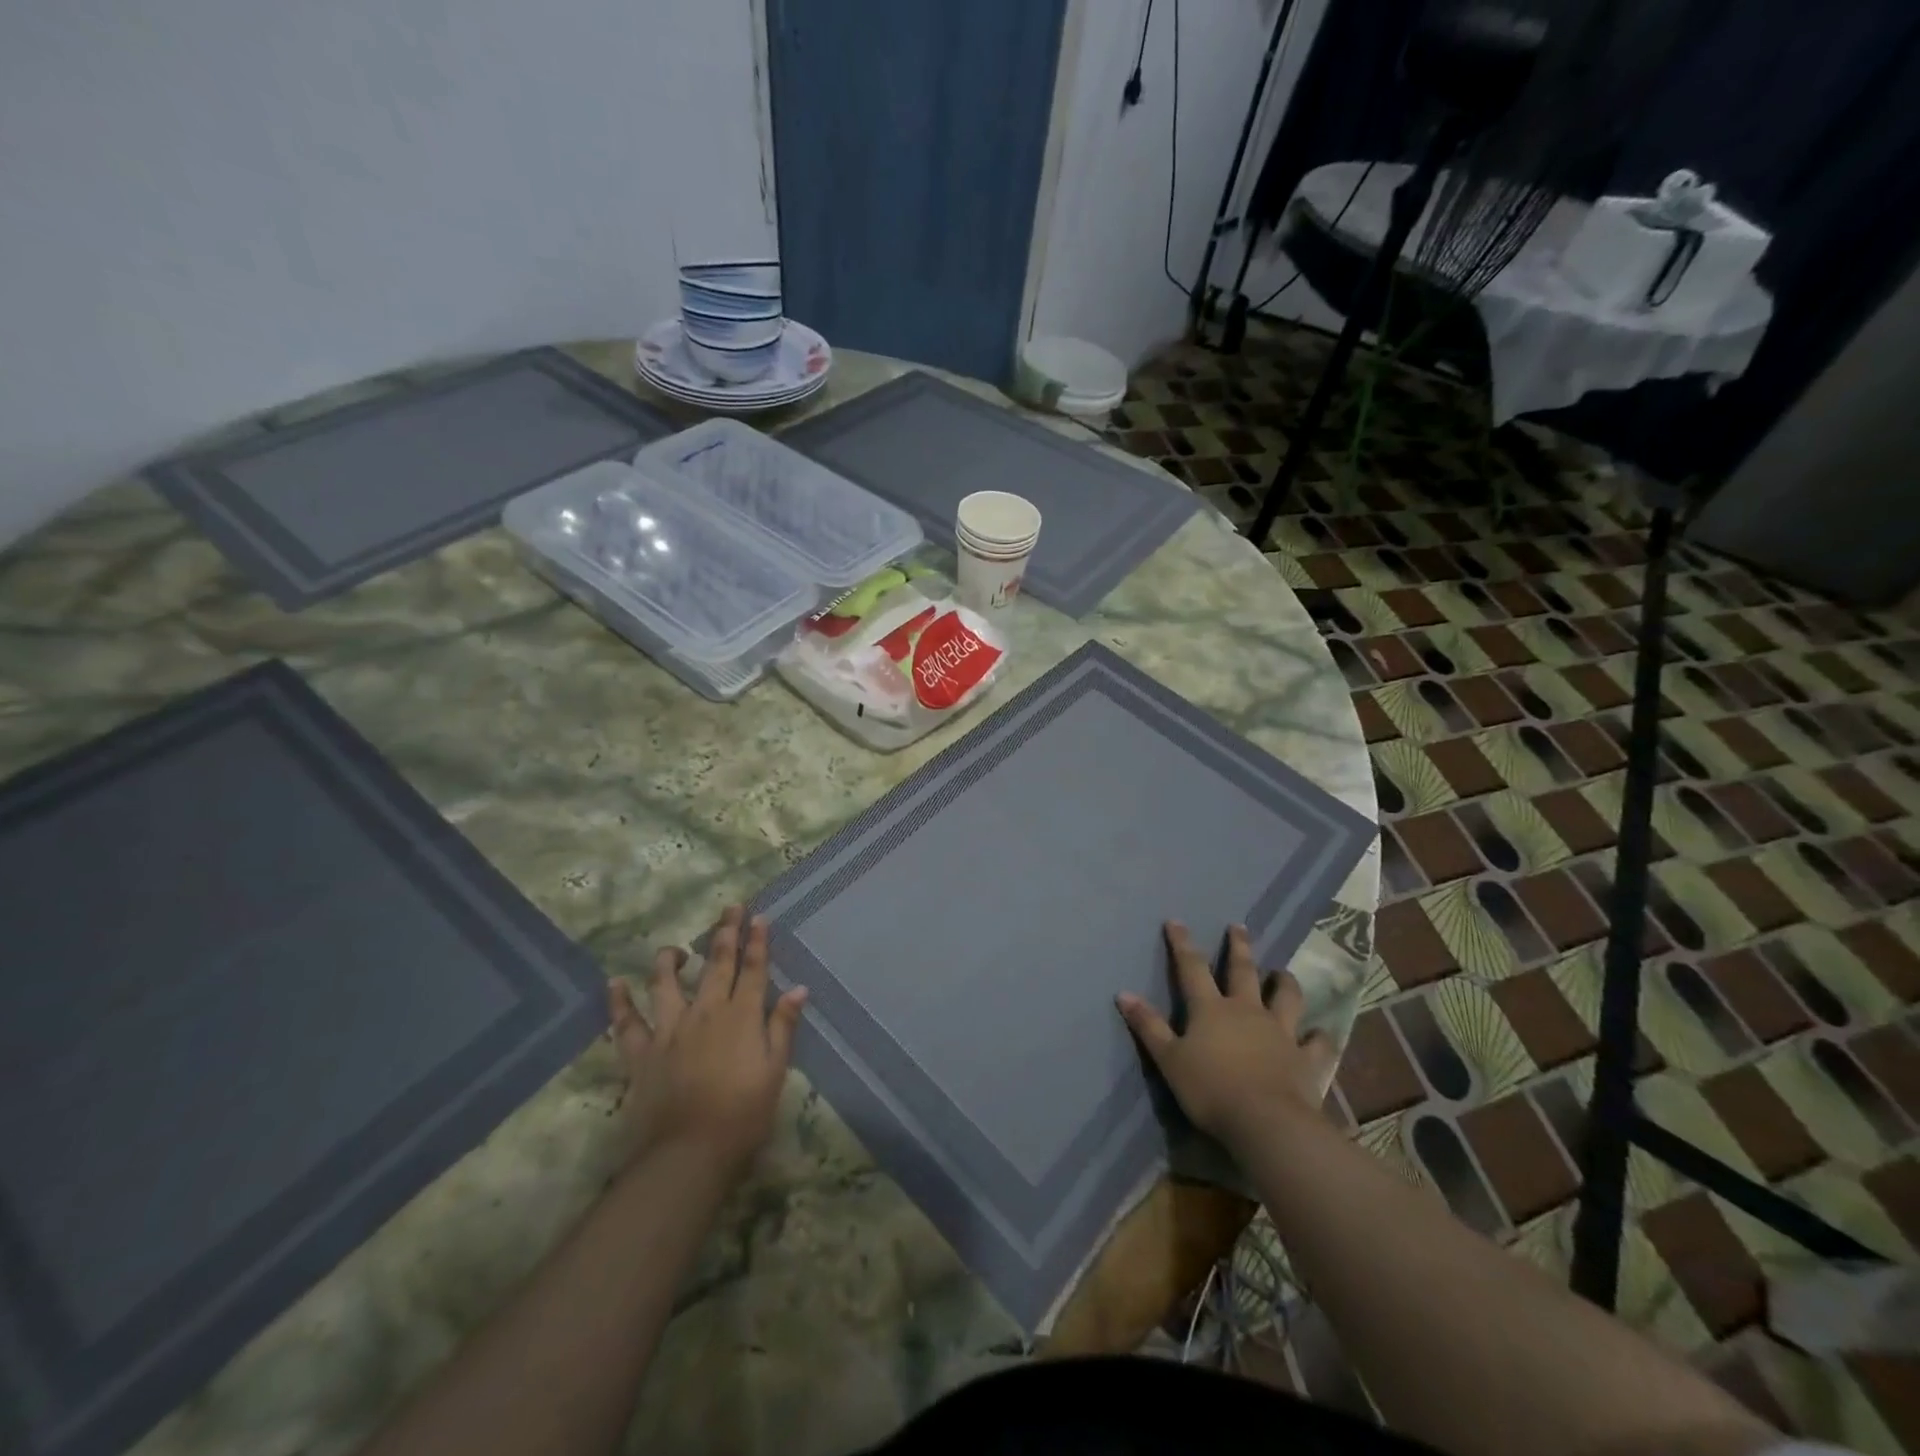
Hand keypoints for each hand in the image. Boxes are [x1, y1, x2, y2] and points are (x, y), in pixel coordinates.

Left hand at [607, 906, 808, 1184]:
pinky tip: (614, 983)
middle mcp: (706, 1012)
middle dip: (725, 933)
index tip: (759, 917)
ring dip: (671, 960)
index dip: (757, 942)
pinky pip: (626, 1023)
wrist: (689, 1151)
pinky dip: (619, 1002)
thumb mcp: (775, 1070)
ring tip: (673, 947)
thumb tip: (798, 988)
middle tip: (730, 908)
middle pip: (716, 964)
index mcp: (742, 1016)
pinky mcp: (641, 1052)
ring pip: (667, 983)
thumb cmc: (743, 1114)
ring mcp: (670, 1029)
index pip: (753, 970)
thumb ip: (783, 1027)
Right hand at [1117, 922, 1334, 1153]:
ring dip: (1284, 982)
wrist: (1266, 1123)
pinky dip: (1320, 1037)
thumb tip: (1123, 993)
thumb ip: (1148, 1026)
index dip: (1182, 943)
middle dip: (1238, 947)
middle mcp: (1248, 1011)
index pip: (1192, 968)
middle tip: (1239, 926)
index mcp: (1211, 1009)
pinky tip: (1320, 1033)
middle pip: (1243, 971)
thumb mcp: (1168, 1060)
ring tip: (1282, 973)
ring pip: (1286, 998)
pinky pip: (1318, 1043)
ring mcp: (1282, 1033)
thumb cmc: (1210, 1090)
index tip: (1175, 921)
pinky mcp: (1307, 1059)